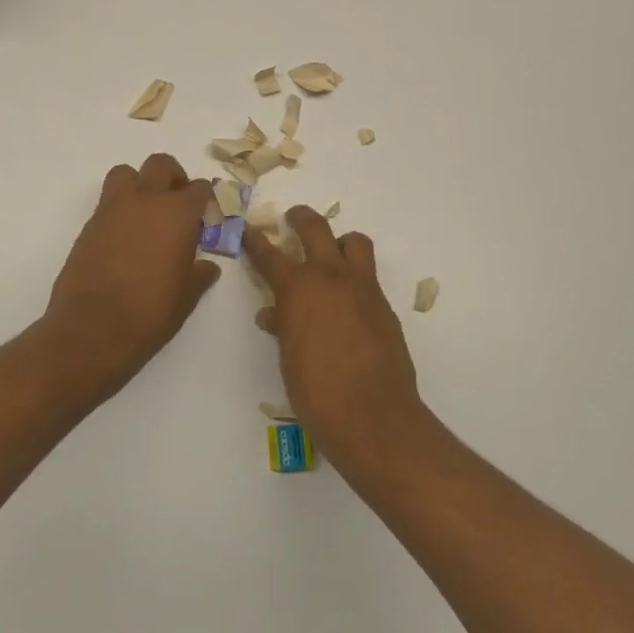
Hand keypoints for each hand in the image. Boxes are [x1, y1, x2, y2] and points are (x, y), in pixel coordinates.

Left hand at [44, 154, 221, 394]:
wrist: (92, 330)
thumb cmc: (149, 313)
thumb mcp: (186, 297)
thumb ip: (199, 275)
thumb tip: (207, 267)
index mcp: (177, 213)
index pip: (199, 188)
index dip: (206, 199)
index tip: (207, 216)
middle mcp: (145, 200)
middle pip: (161, 165)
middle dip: (173, 179)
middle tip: (178, 206)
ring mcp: (112, 209)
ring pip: (127, 174)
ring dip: (140, 184)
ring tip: (147, 214)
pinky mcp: (89, 225)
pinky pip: (108, 201)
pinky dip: (120, 209)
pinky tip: (125, 239)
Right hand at [245, 206, 424, 469]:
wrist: (372, 414)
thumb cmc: (317, 392)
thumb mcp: (288, 358)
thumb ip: (282, 327)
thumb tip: (273, 314)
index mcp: (298, 289)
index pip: (270, 255)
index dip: (256, 241)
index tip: (249, 230)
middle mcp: (331, 278)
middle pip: (316, 229)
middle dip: (301, 219)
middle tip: (293, 219)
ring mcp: (362, 287)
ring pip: (353, 242)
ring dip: (339, 242)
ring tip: (330, 256)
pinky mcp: (384, 304)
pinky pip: (368, 275)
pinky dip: (354, 276)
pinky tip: (347, 300)